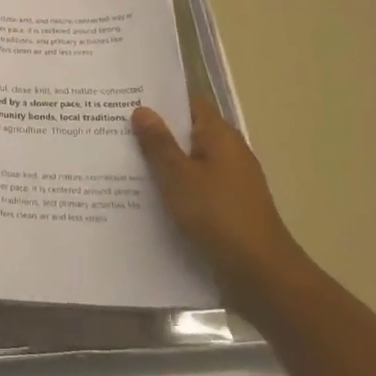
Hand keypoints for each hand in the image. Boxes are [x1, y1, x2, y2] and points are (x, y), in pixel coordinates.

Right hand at [132, 97, 306, 306]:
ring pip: (188, 163)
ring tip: (120, 162)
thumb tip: (142, 109)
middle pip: (186, 133)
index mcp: (220, 136)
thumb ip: (158, 144)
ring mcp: (229, 183)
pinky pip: (194, 188)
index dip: (159, 99)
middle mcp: (228, 153)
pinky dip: (173, 189)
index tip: (126, 99)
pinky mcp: (227, 209)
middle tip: (113, 130)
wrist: (263, 277)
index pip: (188, 103)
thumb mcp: (179, 177)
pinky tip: (145, 198)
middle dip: (154, 133)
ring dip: (161, 164)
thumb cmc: (219, 217)